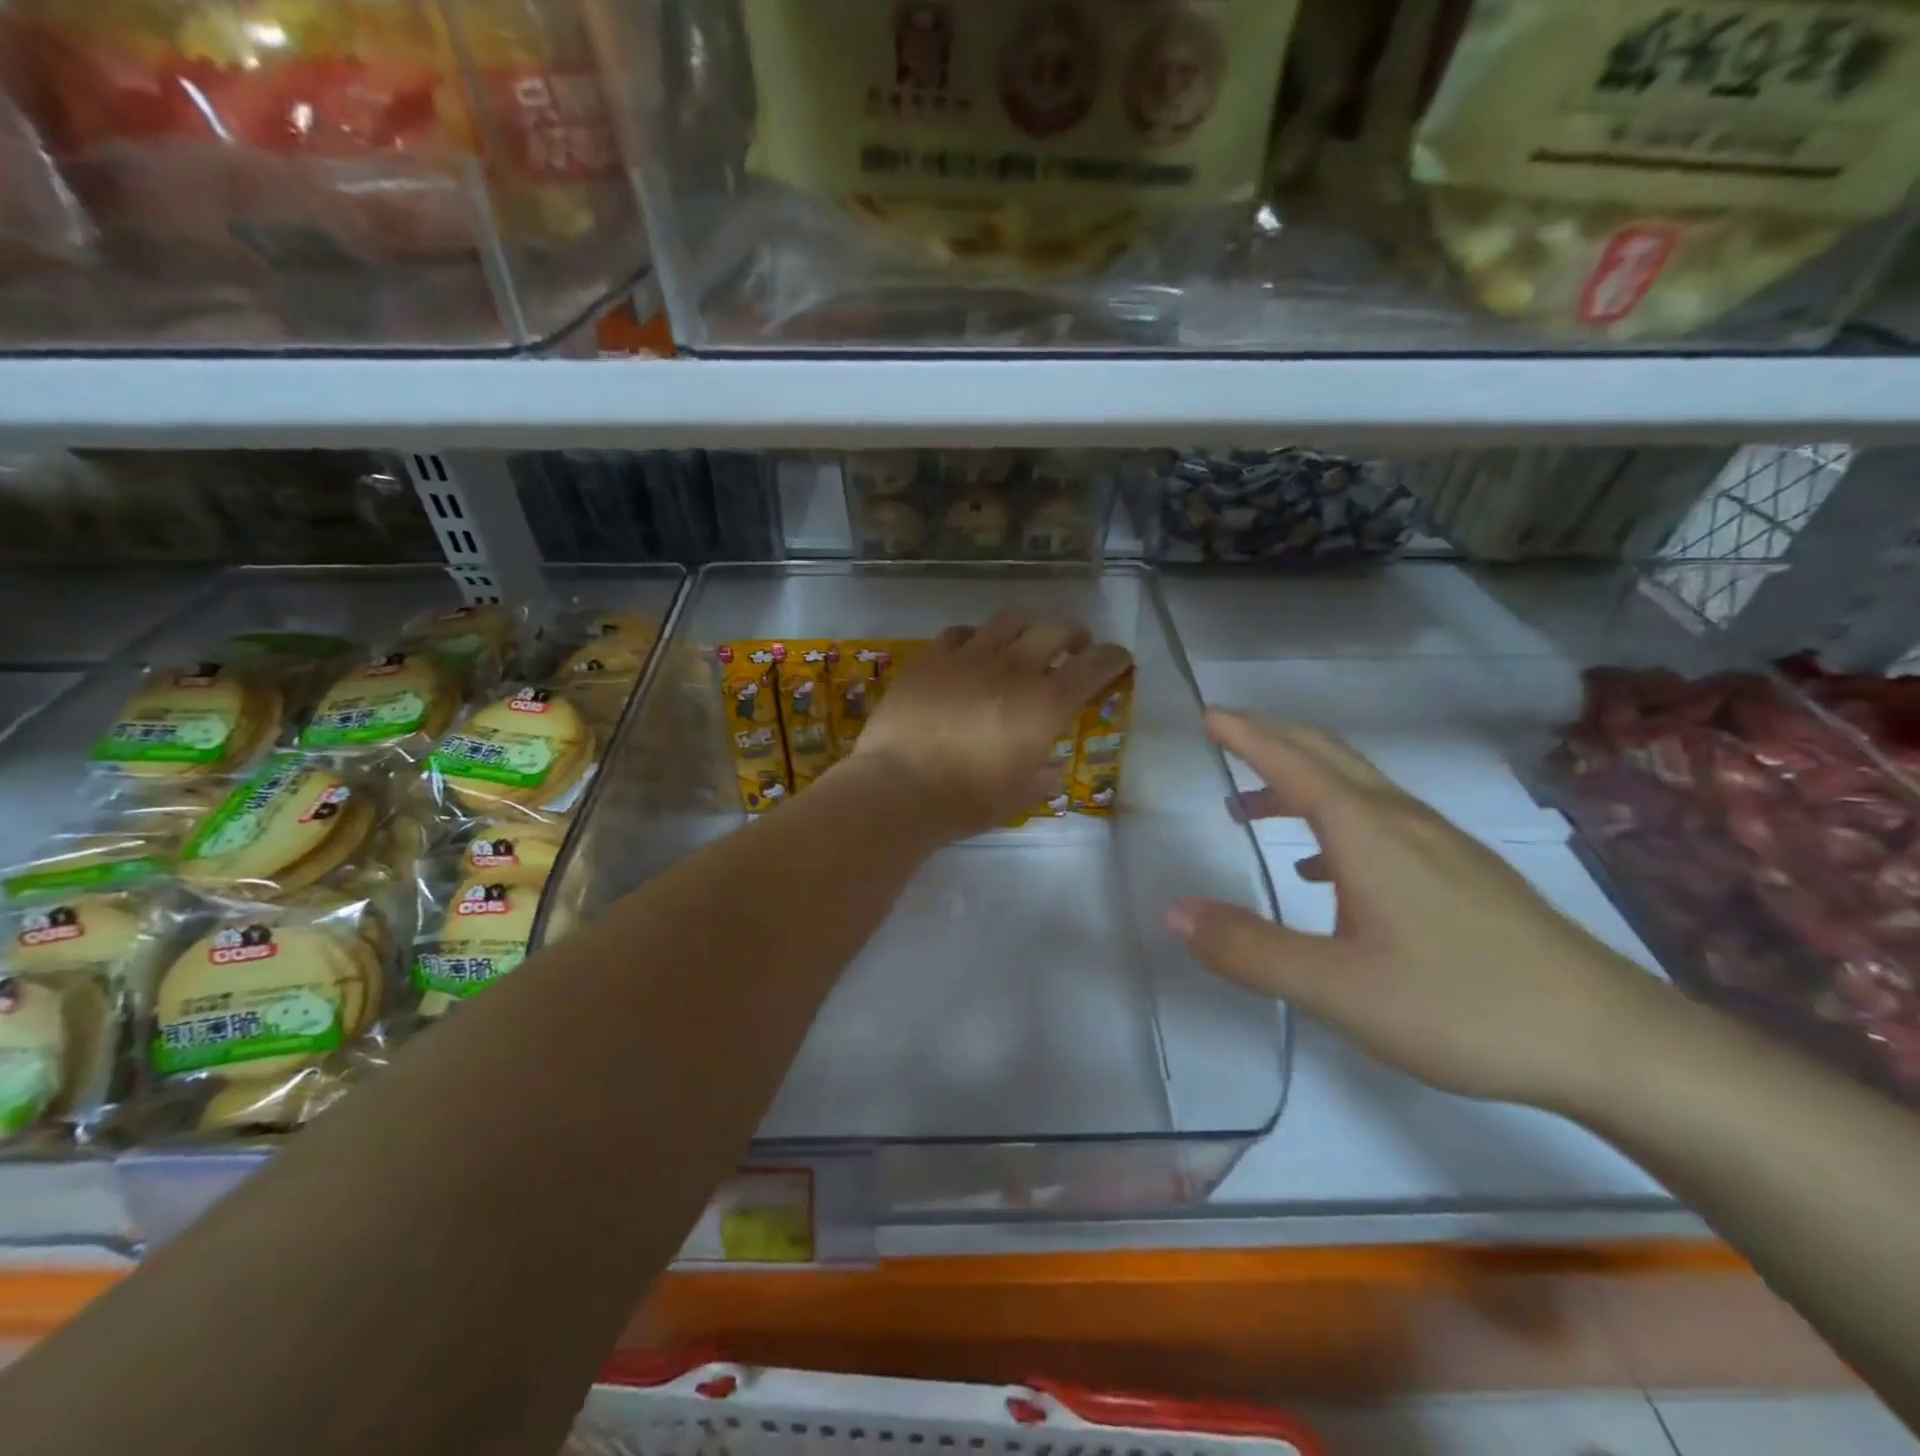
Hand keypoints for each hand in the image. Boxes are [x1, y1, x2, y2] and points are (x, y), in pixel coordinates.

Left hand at [852, 611, 1131, 841]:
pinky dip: (975, 639)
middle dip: (1073, 634)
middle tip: (1073, 648)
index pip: (1095, 665)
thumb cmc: (967, 800)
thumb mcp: (1018, 797)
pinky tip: (970, 653)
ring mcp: (969, 656)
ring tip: (1021, 645)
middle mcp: (1014, 668)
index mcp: (1045, 703)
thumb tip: (1050, 767)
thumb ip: (1042, 776)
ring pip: (1009, 619)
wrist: (899, 787)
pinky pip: (960, 633)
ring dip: (1026, 629)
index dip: (1113, 657)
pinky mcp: (931, 657)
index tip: (1117, 659)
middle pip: (1055, 627)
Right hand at [1168, 711, 1667, 1110]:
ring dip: (1300, 782)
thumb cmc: (1461, 1006)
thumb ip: (1248, 949)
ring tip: (1253, 808)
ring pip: (1356, 788)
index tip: (1207, 713)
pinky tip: (1325, 873)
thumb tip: (1174, 912)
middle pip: (1328, 756)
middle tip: (1225, 737)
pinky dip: (1334, 822)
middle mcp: (1402, 821)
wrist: (1613, 1043)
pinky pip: (1381, 822)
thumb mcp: (1336, 988)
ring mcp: (1441, 845)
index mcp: (1367, 832)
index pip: (1292, 762)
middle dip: (1273, 739)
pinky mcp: (1464, 873)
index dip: (1246, 735)